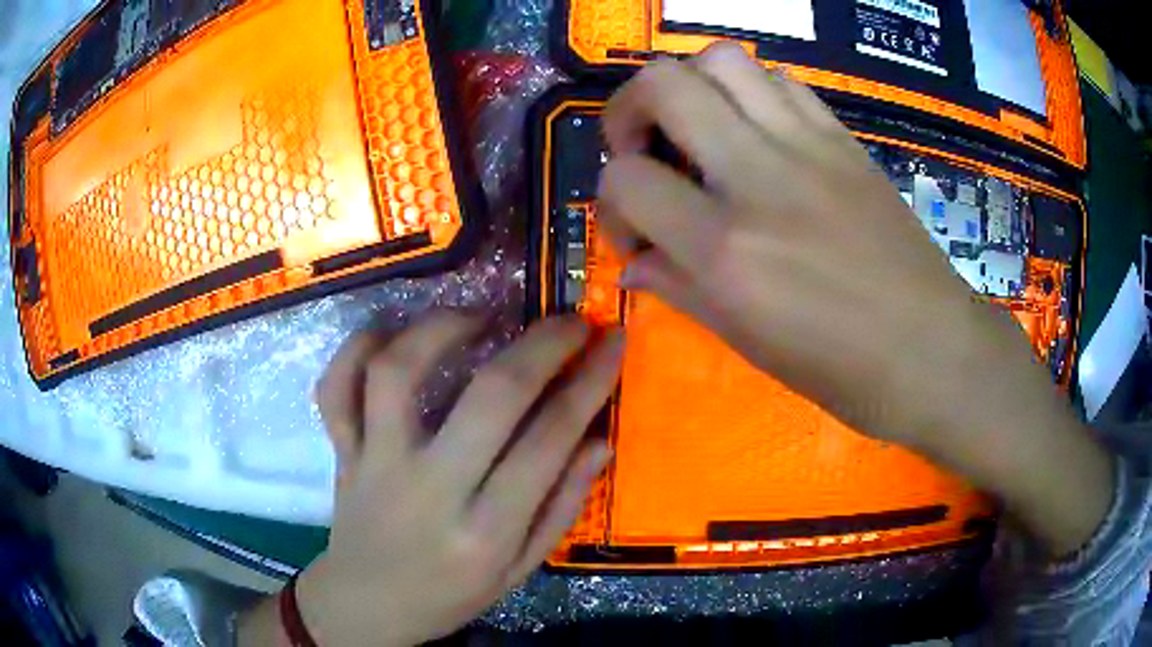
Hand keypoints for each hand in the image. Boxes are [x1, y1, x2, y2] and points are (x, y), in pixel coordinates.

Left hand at [291, 314, 621, 645]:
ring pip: (398, 373)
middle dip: (541, 345)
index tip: (611, 341)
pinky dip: (357, 347)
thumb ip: (561, 507)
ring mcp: (375, 463)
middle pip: (489, 396)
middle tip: (568, 321)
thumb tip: (599, 439)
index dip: (590, 382)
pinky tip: (395, 334)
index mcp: (485, 532)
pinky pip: (336, 386)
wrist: (367, 605)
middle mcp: (429, 489)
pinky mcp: (341, 451)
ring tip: (480, 318)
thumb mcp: (519, 570)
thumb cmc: (450, 594)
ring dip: (443, 327)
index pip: (549, 440)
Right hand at [597, 43, 1111, 555]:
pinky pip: (780, 80)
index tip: (636, 231)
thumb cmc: (841, 370)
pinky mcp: (843, 138)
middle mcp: (759, 178)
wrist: (934, 351)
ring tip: (698, 129)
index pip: (626, 180)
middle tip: (643, 148)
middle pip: (663, 84)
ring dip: (690, 86)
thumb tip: (633, 261)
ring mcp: (808, 146)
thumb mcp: (747, 342)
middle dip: (629, 110)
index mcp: (726, 249)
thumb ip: (679, 288)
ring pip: (722, 60)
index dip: (612, 203)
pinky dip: (749, 92)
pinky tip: (755, 132)